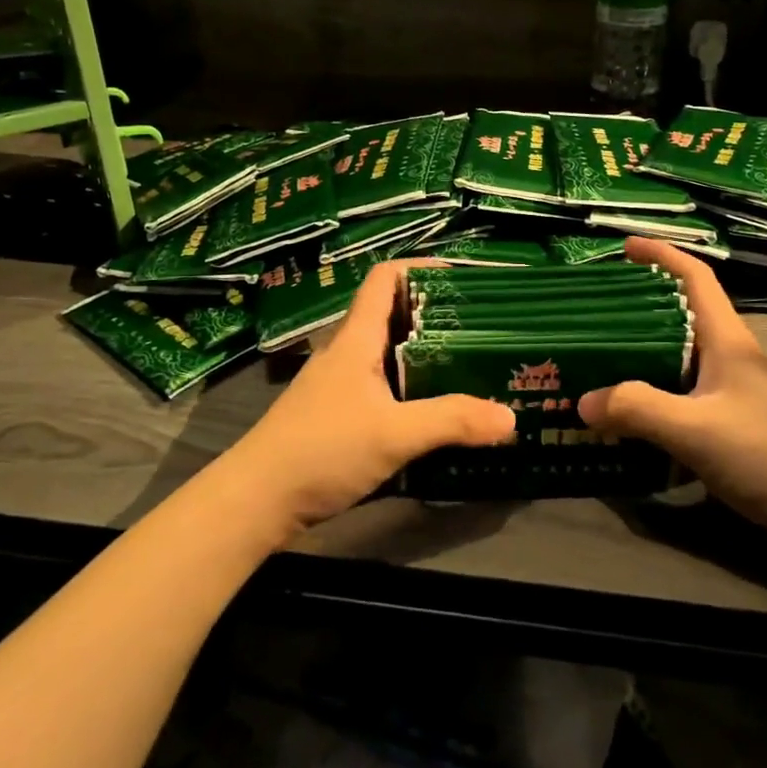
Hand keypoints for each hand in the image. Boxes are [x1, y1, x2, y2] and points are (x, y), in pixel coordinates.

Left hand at [220, 260, 515, 531]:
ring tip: (470, 364)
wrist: (256, 500)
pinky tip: (437, 410)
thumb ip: (452, 421)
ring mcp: (340, 384)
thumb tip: (510, 416)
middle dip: (437, 314)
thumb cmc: (322, 450)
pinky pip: (384, 386)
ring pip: (389, 353)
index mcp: (357, 339)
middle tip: (482, 326)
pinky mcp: (339, 414)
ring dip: (426, 354)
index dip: (422, 267)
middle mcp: (348, 352)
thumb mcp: (394, 434)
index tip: (464, 277)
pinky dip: (412, 387)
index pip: (386, 278)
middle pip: (394, 314)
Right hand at [578, 238, 766, 543]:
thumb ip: (637, 410)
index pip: (695, 278)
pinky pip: (685, 396)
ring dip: (644, 357)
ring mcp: (736, 393)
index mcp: (727, 341)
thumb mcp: (695, 428)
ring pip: (681, 360)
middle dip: (640, 309)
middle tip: (595, 316)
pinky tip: (632, 417)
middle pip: (683, 317)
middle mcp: (732, 358)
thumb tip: (583, 402)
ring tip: (602, 364)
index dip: (661, 255)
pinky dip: (656, 396)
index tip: (624, 247)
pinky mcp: (736, 425)